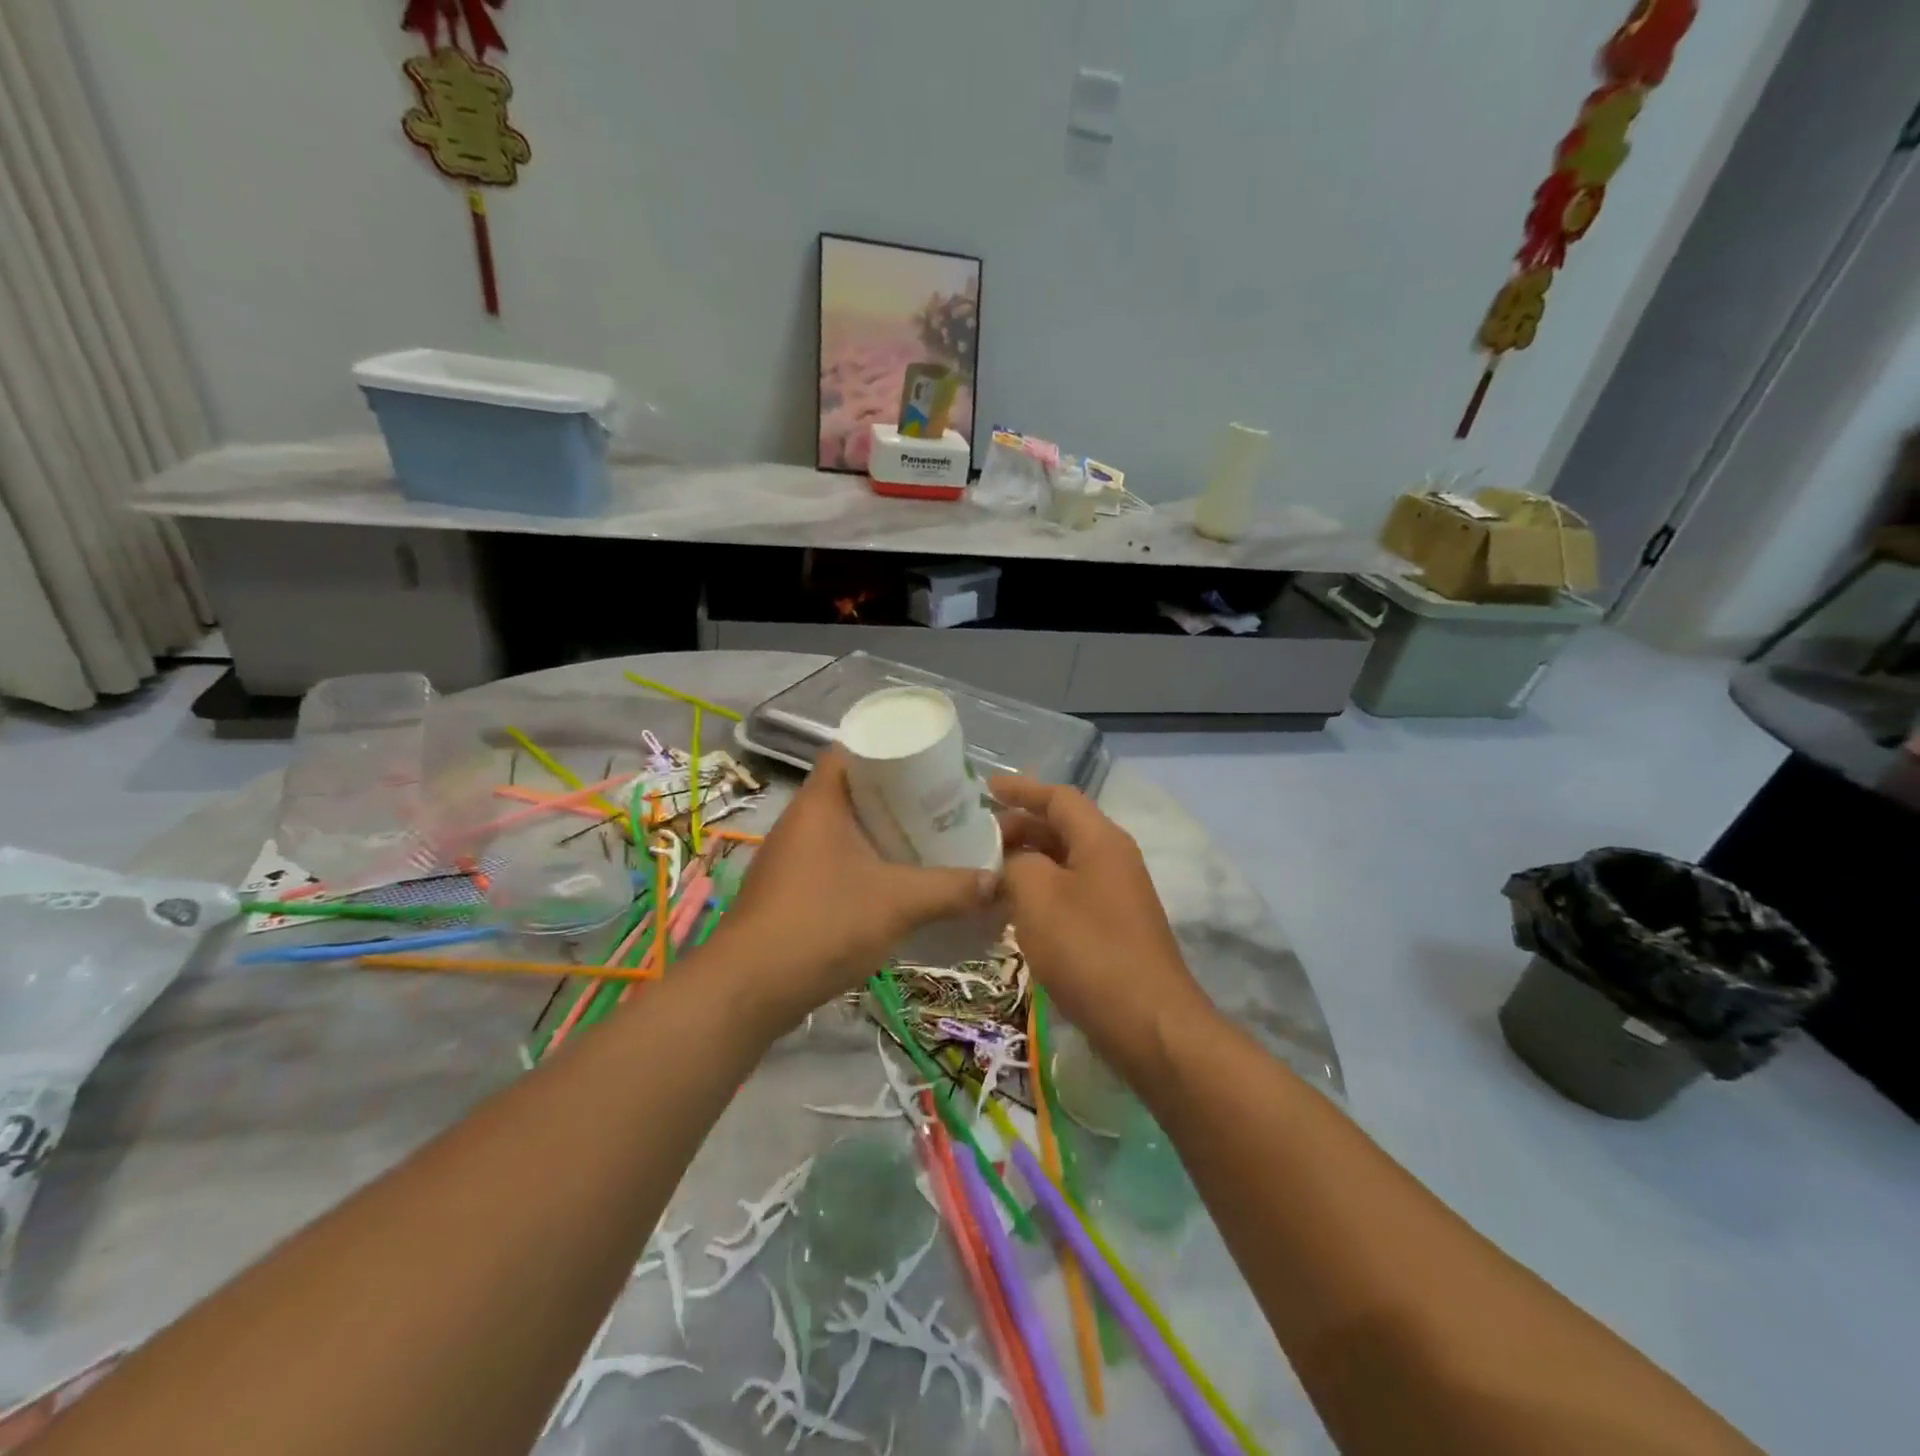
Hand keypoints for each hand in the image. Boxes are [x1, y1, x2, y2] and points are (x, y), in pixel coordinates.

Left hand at [711, 749, 996, 1028]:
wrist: (748, 989)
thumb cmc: (822, 924)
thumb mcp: (898, 903)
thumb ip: (951, 890)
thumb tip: (999, 882)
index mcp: (820, 803)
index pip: (849, 751)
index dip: (887, 749)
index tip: (927, 763)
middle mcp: (801, 821)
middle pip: (852, 790)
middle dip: (896, 796)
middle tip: (939, 804)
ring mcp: (791, 857)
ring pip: (844, 828)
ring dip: (881, 833)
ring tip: (926, 839)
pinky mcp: (790, 890)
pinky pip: (835, 860)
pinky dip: (865, 862)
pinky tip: (895, 882)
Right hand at [992, 775, 1206, 1068]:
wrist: (1147, 1022)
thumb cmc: (1088, 949)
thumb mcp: (1038, 896)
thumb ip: (1016, 864)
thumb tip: (1012, 863)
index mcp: (1101, 840)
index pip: (1058, 797)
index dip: (1020, 789)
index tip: (983, 789)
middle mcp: (1113, 859)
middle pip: (1062, 828)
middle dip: (1019, 827)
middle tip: (975, 840)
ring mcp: (1117, 895)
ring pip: (1064, 863)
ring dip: (1027, 862)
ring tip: (986, 872)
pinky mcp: (1113, 928)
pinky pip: (1070, 893)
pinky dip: (1040, 891)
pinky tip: (1013, 911)